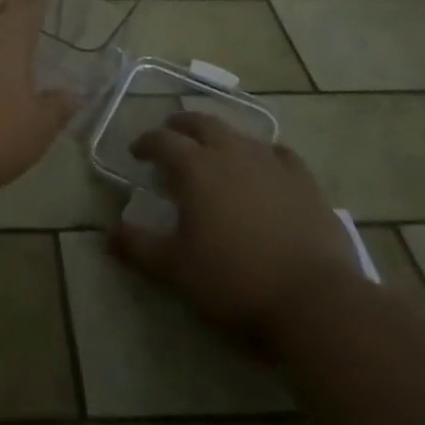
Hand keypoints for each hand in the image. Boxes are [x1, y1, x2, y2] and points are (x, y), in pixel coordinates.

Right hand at [112, 113, 362, 338]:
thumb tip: (109, 232)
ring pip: (239, 134)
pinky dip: (264, 154)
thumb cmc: (235, 282)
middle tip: (172, 137)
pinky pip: (279, 154)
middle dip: (182, 126)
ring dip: (220, 137)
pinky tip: (265, 166)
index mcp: (195, 168)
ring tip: (214, 152)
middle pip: (201, 123)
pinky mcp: (305, 181)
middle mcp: (230, 152)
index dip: (146, 143)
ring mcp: (271, 163)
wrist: (316, 301)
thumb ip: (139, 247)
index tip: (137, 153)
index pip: (162, 141)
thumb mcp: (176, 270)